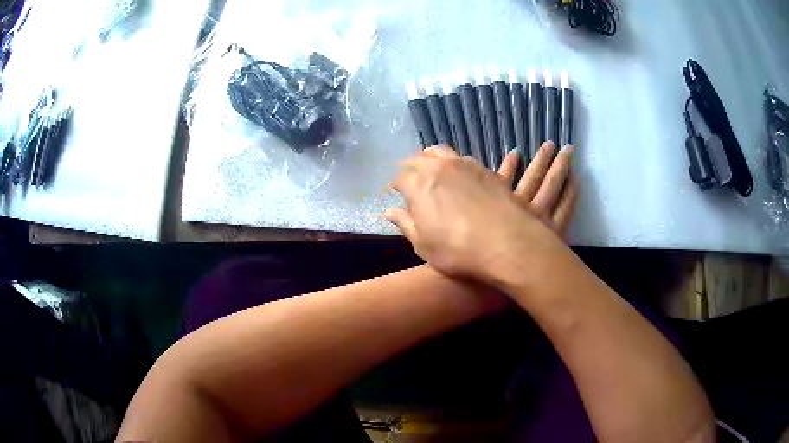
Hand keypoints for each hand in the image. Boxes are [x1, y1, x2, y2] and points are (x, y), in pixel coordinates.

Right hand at [385, 142, 577, 283]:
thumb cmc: (459, 251)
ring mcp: (466, 166)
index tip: (396, 192)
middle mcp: (440, 168)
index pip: (400, 177)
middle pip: (420, 158)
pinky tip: (463, 167)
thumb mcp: (424, 245)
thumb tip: (389, 211)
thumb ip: (405, 223)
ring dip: (435, 157)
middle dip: (411, 166)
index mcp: (419, 185)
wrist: (507, 245)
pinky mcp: (488, 171)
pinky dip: (460, 162)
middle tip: (410, 175)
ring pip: (444, 152)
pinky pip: (470, 159)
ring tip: (433, 163)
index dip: (396, 185)